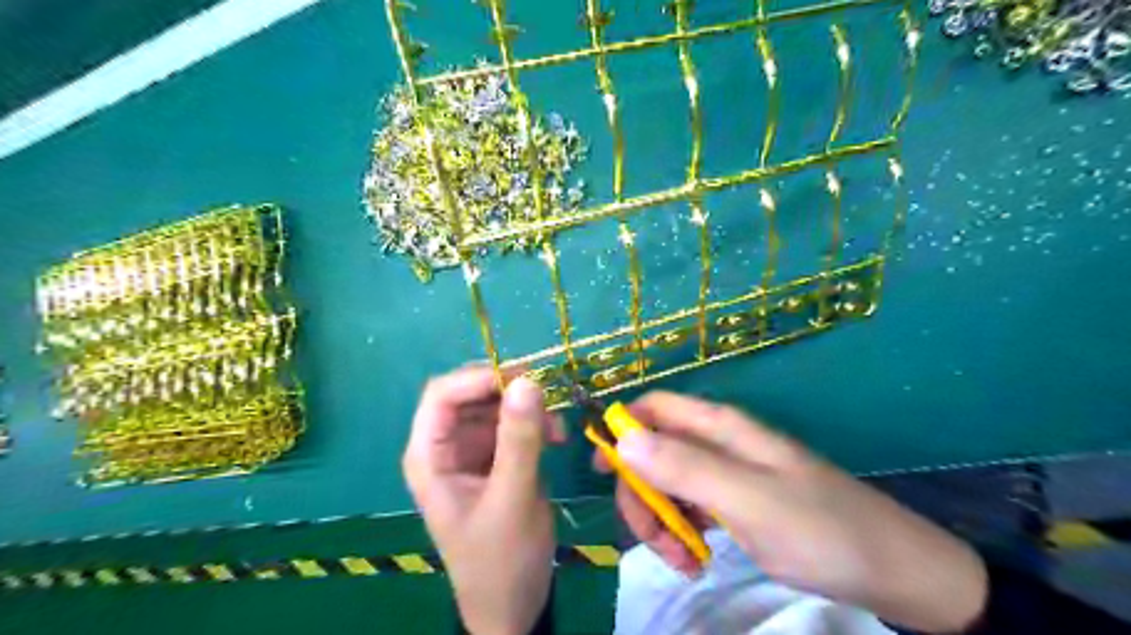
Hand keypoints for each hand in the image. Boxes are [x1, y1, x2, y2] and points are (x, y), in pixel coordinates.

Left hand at [404, 366, 565, 633]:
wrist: (513, 604)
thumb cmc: (501, 559)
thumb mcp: (513, 498)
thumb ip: (519, 439)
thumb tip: (528, 381)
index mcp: (429, 457)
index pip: (442, 395)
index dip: (479, 378)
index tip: (524, 378)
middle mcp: (445, 447)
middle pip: (470, 395)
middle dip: (508, 392)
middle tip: (548, 396)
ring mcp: (470, 452)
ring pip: (495, 406)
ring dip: (527, 409)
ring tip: (557, 430)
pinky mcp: (494, 459)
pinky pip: (512, 425)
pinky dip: (535, 425)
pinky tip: (556, 440)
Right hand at [605, 392, 987, 634]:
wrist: (892, 569)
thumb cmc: (820, 528)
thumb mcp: (748, 499)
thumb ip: (684, 467)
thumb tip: (622, 439)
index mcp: (719, 427)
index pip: (653, 409)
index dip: (621, 430)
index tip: (603, 472)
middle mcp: (717, 443)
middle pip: (653, 450)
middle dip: (641, 492)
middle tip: (652, 537)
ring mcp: (726, 473)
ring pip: (668, 483)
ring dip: (661, 519)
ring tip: (681, 559)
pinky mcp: (735, 502)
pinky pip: (689, 507)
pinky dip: (682, 532)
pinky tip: (695, 559)